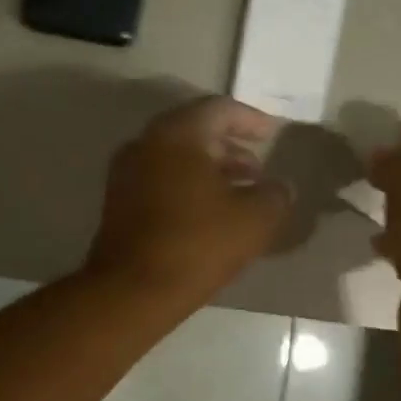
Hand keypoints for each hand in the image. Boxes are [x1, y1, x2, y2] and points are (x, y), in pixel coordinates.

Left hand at [84, 96, 292, 301]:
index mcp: (177, 134)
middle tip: (259, 170)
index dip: (251, 119)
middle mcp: (145, 143)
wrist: (132, 291)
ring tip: (241, 194)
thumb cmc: (197, 245)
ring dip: (211, 170)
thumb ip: (275, 195)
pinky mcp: (119, 203)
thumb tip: (281, 187)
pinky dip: (188, 186)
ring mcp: (126, 173)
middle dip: (231, 148)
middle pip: (195, 131)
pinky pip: (161, 180)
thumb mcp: (254, 220)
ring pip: (176, 158)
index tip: (273, 134)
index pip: (219, 109)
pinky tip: (210, 214)